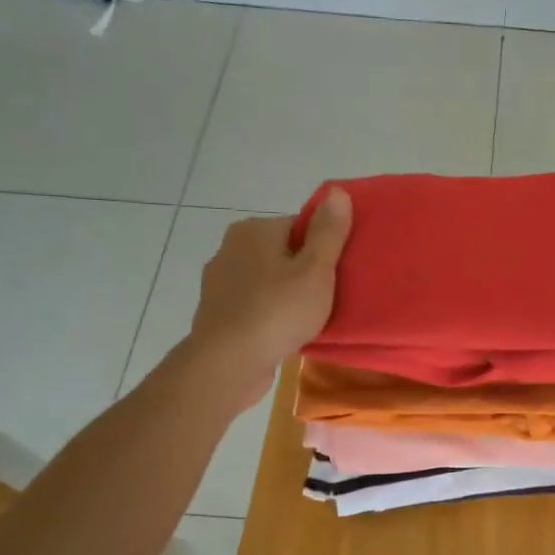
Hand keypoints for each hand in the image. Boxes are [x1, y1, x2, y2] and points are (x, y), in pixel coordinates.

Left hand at [183, 189, 351, 409]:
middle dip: (303, 271)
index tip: (336, 274)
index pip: (299, 226)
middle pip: (282, 253)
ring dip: (285, 295)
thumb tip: (337, 192)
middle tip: (327, 297)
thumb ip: (328, 232)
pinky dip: (269, 314)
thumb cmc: (277, 311)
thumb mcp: (316, 269)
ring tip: (308, 318)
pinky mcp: (217, 313)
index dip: (322, 249)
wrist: (228, 363)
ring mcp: (219, 282)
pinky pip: (254, 305)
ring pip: (267, 281)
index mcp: (254, 230)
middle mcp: (230, 248)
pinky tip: (284, 332)